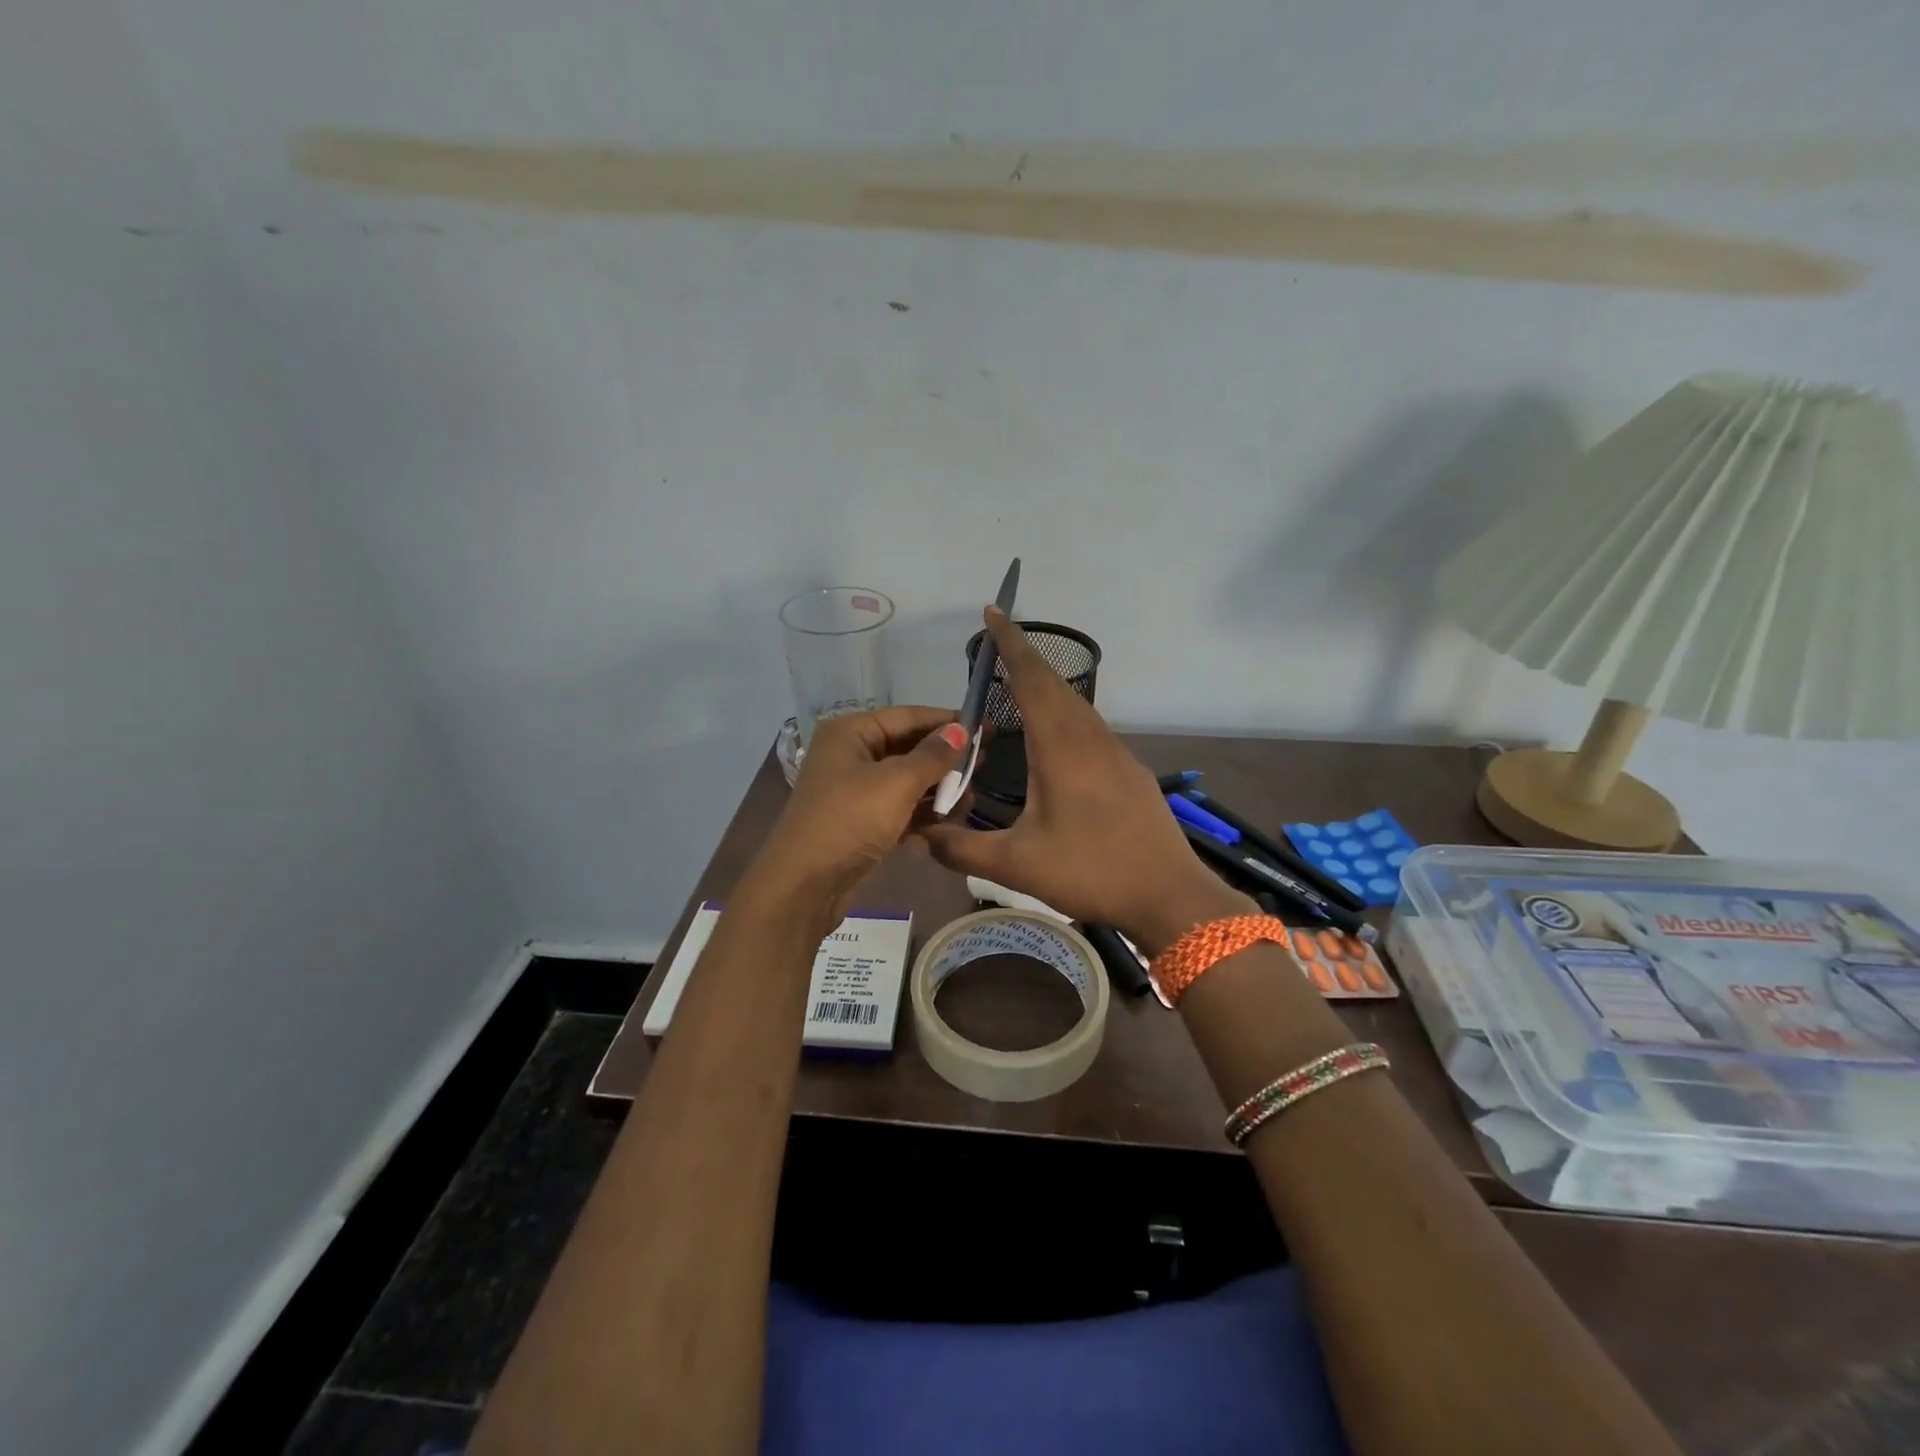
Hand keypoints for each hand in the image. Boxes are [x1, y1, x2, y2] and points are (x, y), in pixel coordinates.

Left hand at [744, 706, 969, 929]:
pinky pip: (898, 808)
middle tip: (984, 765)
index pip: (908, 717)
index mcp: (851, 733)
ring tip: (970, 800)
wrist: (804, 885)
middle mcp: (850, 755)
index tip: (987, 728)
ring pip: (906, 781)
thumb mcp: (896, 783)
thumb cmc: (849, 820)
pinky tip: (948, 823)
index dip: (949, 722)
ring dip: (937, 790)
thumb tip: (961, 730)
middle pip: (908, 748)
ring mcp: (854, 790)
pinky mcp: (860, 822)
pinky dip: (921, 814)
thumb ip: (933, 756)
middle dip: (945, 759)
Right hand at [921, 610, 1249, 954]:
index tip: (993, 613)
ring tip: (1019, 686)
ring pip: (1076, 705)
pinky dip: (1066, 713)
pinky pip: (1091, 727)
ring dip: (1047, 686)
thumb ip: (962, 849)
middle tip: (996, 647)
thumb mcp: (1016, 865)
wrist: (1169, 894)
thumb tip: (919, 836)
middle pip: (1055, 684)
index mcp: (1060, 747)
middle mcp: (1089, 738)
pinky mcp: (1130, 771)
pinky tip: (1056, 738)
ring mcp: (1116, 753)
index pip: (1031, 680)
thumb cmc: (1091, 871)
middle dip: (1025, 659)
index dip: (1011, 645)